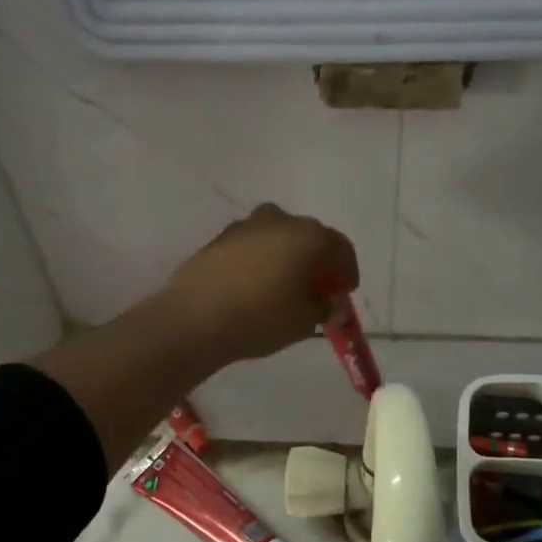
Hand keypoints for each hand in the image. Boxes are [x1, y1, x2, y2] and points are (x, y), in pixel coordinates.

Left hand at [164, 204, 357, 362]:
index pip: (341, 248)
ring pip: (278, 237)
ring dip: (286, 257)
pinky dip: (260, 260)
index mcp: (309, 236)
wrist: (194, 318)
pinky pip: (252, 245)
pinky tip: (253, 285)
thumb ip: (323, 308)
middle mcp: (280, 220)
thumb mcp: (303, 321)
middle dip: (317, 262)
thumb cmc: (261, 318)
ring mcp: (246, 225)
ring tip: (282, 287)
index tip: (343, 292)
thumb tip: (329, 305)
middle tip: (316, 290)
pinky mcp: (219, 237)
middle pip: (309, 237)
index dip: (346, 271)